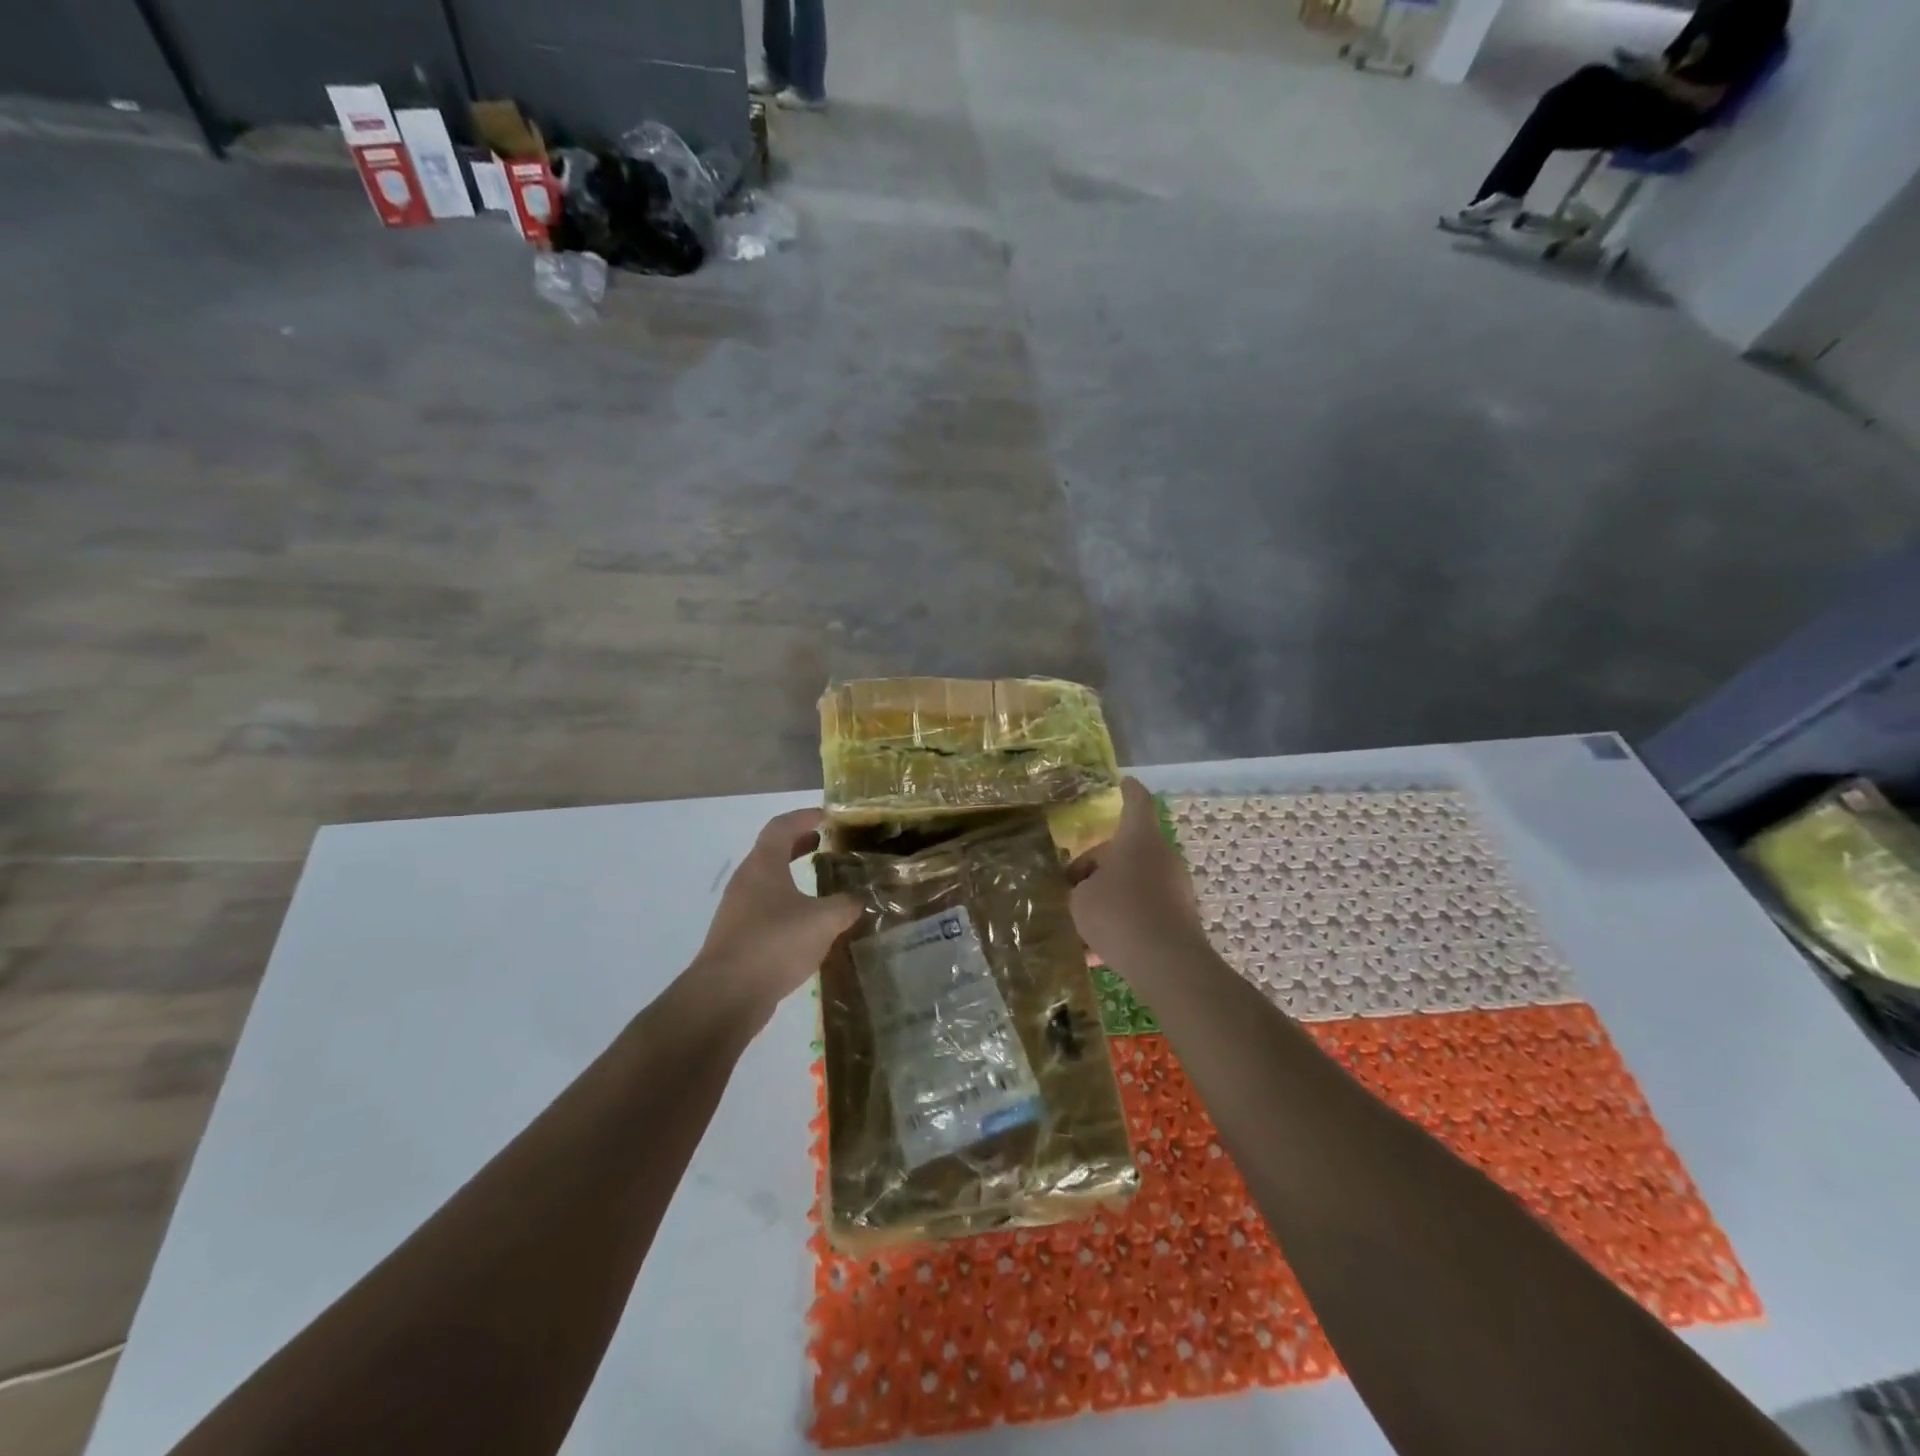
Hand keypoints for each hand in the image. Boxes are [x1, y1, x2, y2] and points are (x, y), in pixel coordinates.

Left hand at [694, 808, 859, 1019]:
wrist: (726, 995)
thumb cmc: (775, 943)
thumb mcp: (823, 921)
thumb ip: (845, 905)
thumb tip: (858, 899)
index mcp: (764, 864)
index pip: (782, 826)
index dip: (804, 816)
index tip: (827, 815)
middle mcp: (747, 880)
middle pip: (772, 851)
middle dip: (798, 844)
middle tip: (824, 843)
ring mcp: (738, 910)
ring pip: (768, 881)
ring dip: (792, 875)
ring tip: (820, 883)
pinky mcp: (737, 937)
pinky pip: (765, 908)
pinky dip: (786, 903)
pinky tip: (806, 923)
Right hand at [1067, 778, 1205, 974]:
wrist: (1166, 963)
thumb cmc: (1118, 914)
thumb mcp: (1080, 899)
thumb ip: (1080, 888)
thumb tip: (1086, 890)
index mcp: (1138, 839)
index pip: (1136, 802)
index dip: (1128, 790)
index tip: (1123, 782)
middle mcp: (1162, 856)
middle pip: (1128, 849)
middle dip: (1099, 865)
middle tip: (1072, 884)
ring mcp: (1175, 887)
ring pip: (1134, 883)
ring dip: (1109, 896)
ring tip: (1081, 924)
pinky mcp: (1180, 917)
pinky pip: (1143, 911)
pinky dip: (1123, 922)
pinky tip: (1097, 952)